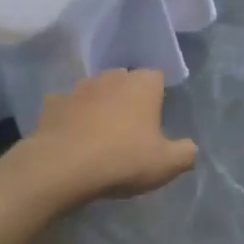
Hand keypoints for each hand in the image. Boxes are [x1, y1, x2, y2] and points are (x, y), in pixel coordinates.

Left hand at [25, 69, 197, 203]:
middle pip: (125, 81)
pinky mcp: (53, 103)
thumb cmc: (123, 159)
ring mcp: (79, 88)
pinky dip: (70, 117)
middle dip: (128, 98)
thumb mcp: (167, 164)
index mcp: (143, 84)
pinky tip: (71, 137)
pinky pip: (66, 106)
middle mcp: (112, 77)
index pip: (156, 77)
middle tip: (130, 128)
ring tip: (99, 134)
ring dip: (98, 105)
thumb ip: (185, 153)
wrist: (64, 166)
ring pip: (95, 91)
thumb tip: (190, 148)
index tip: (156, 119)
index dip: (157, 96)